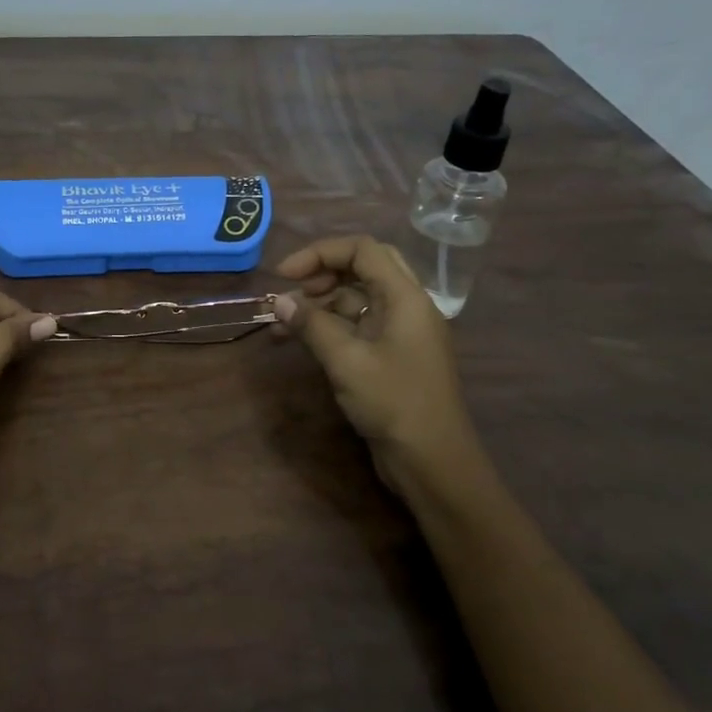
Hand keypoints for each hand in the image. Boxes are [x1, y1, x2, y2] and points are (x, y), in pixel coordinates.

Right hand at [275, 237, 491, 504]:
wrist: (432, 461)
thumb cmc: (394, 403)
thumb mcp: (347, 361)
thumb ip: (312, 325)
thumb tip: (279, 301)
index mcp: (406, 297)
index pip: (363, 250)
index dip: (320, 253)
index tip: (284, 274)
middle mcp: (407, 306)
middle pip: (363, 267)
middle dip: (323, 272)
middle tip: (291, 290)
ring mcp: (400, 332)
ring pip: (358, 297)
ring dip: (321, 302)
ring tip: (283, 322)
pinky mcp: (391, 355)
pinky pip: (358, 325)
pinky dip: (329, 326)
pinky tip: (301, 339)